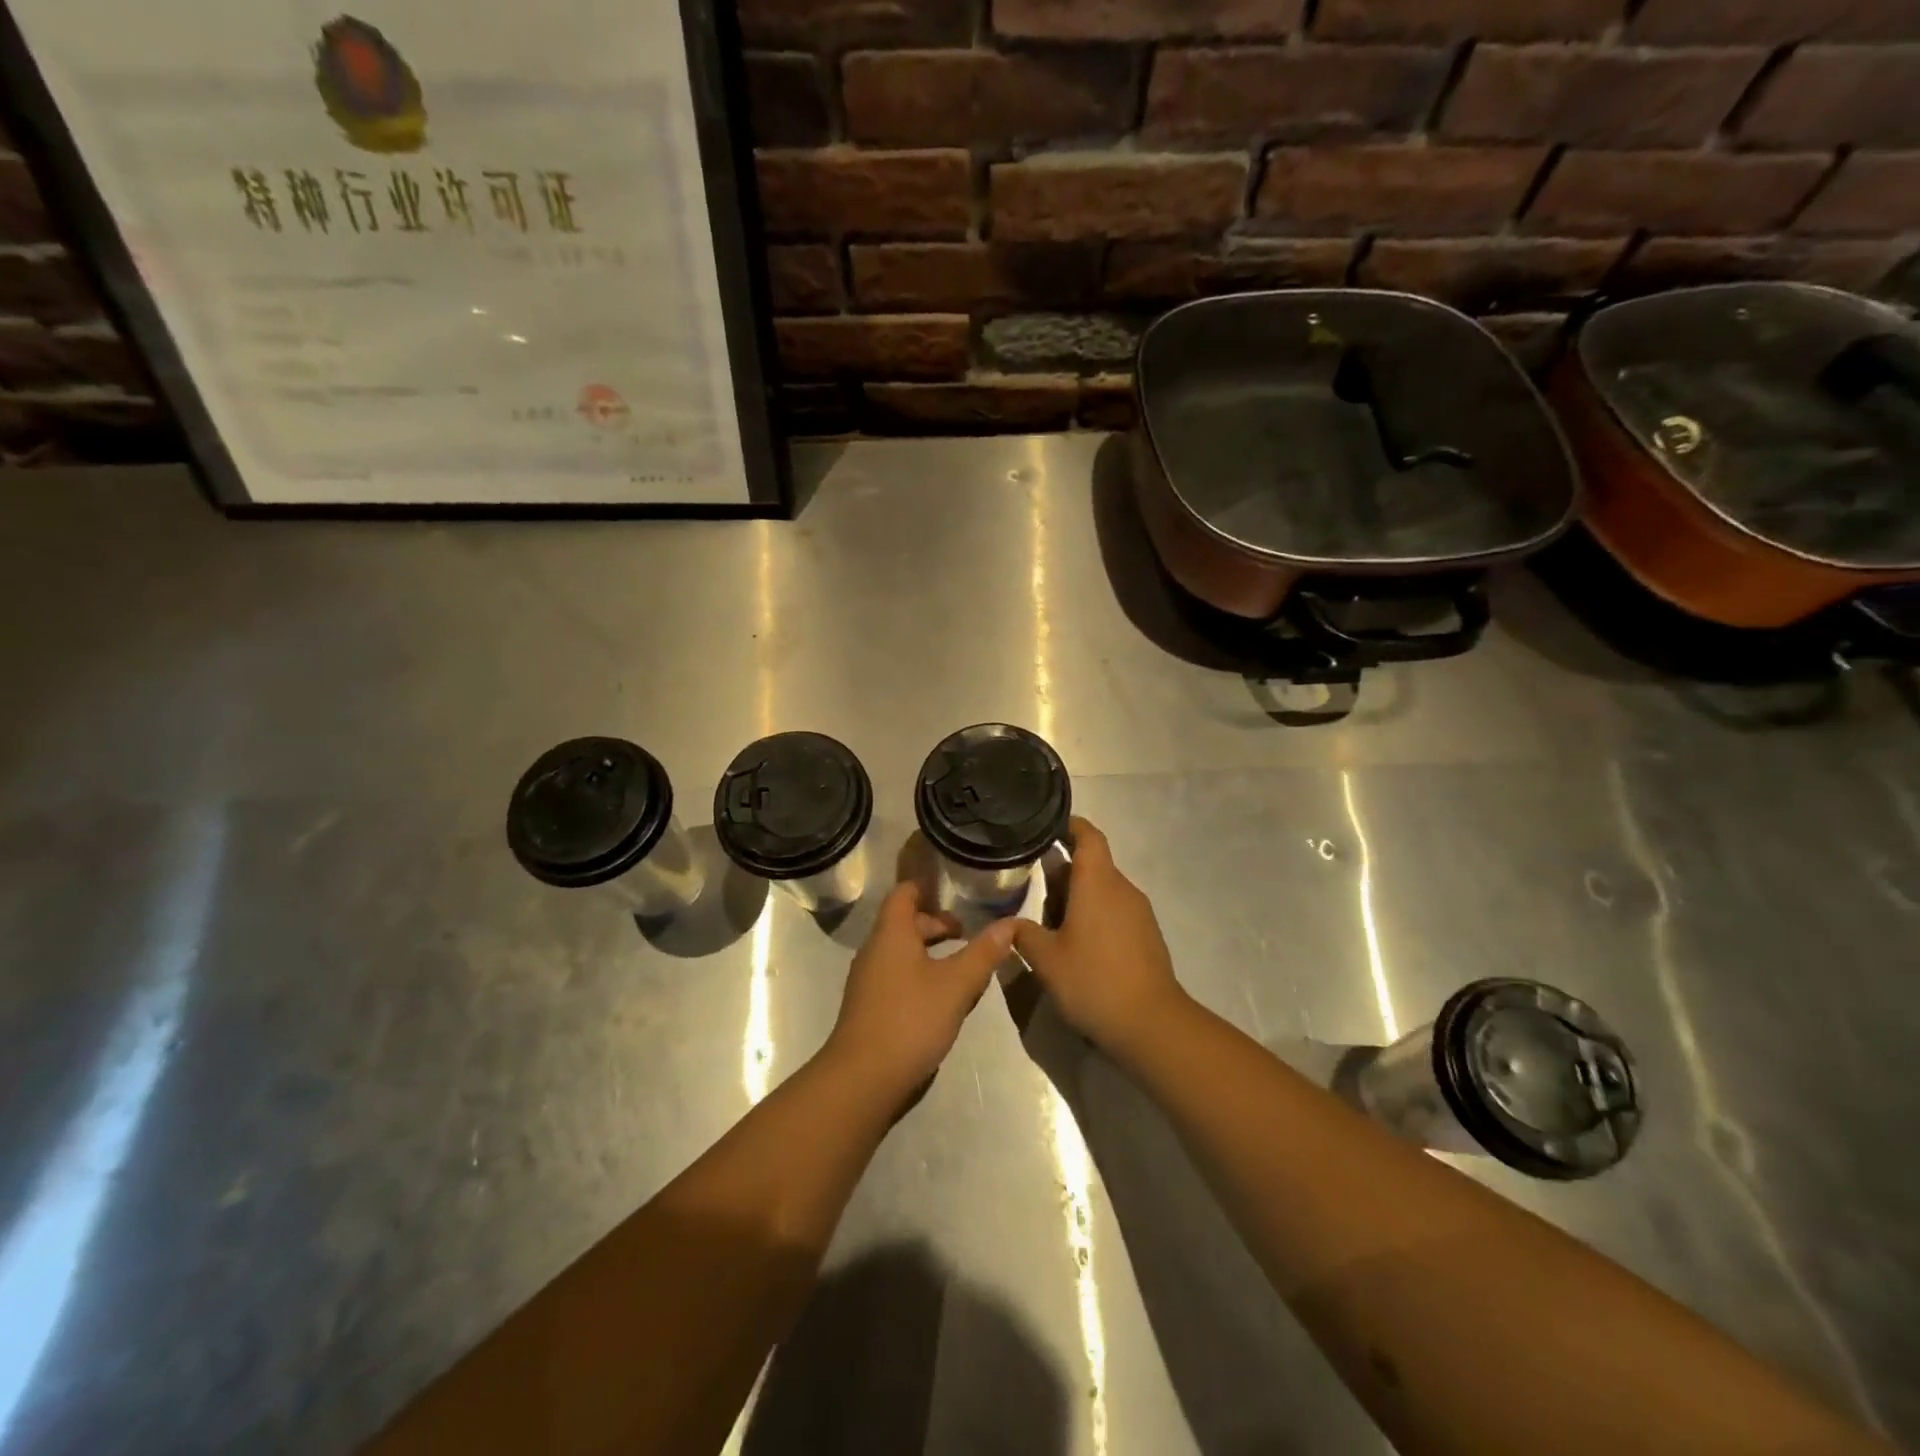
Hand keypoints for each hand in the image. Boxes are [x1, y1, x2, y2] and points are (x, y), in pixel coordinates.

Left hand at [823, 882, 1017, 1103]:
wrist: (863, 1079)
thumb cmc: (911, 1019)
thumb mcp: (956, 984)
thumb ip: (983, 952)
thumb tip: (1009, 924)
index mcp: (891, 933)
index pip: (904, 893)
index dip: (927, 888)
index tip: (956, 895)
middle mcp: (875, 950)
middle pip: (905, 924)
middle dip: (937, 926)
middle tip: (968, 938)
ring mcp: (869, 981)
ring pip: (903, 953)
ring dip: (932, 955)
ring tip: (963, 970)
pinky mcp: (870, 1008)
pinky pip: (898, 978)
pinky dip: (921, 977)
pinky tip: (943, 1001)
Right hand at [1012, 818, 1185, 1060]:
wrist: (1152, 1024)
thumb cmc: (1094, 981)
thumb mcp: (1046, 960)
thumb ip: (1023, 935)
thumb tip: (1007, 923)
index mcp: (1098, 883)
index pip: (1088, 836)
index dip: (1069, 825)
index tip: (1046, 826)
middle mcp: (1122, 889)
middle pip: (1092, 864)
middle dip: (1062, 870)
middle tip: (1030, 882)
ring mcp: (1139, 913)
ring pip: (1103, 889)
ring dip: (1077, 896)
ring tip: (1047, 918)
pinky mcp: (1146, 935)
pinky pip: (1115, 910)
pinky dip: (1093, 914)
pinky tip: (1075, 942)